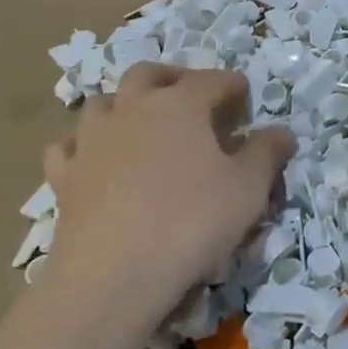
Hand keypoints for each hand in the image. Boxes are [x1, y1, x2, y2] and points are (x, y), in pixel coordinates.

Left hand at [42, 65, 293, 337]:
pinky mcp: (65, 175)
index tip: (245, 97)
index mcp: (179, 104)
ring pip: (103, 102)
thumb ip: (266, 153)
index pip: (212, 80)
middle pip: (149, 74)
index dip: (233, 86)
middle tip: (191, 96)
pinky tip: (93, 158)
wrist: (114, 274)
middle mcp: (132, 109)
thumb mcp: (247, 189)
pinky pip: (69, 146)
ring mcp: (91, 140)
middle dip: (174, 78)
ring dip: (125, 104)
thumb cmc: (191, 223)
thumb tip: (282, 131)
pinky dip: (83, 145)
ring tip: (142, 123)